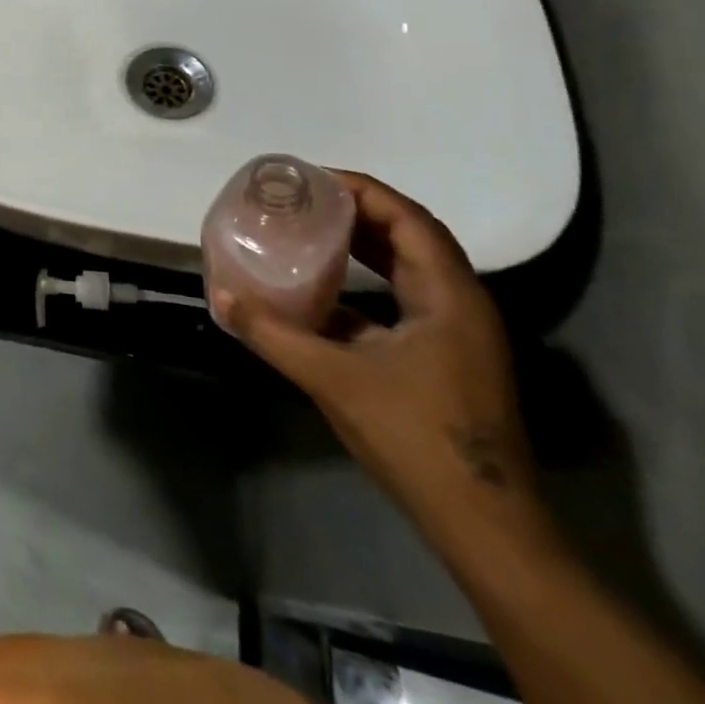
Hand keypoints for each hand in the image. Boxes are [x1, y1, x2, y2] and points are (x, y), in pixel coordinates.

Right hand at [215, 171, 545, 536]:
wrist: (484, 524)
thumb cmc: (416, 438)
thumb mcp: (333, 378)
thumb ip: (272, 333)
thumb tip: (221, 295)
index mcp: (449, 297)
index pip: (409, 219)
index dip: (362, 190)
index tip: (311, 179)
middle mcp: (460, 305)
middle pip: (411, 237)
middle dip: (357, 212)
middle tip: (302, 200)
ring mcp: (456, 335)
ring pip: (408, 269)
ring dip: (362, 246)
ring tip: (308, 232)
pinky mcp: (445, 359)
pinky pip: (402, 300)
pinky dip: (364, 284)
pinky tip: (322, 292)